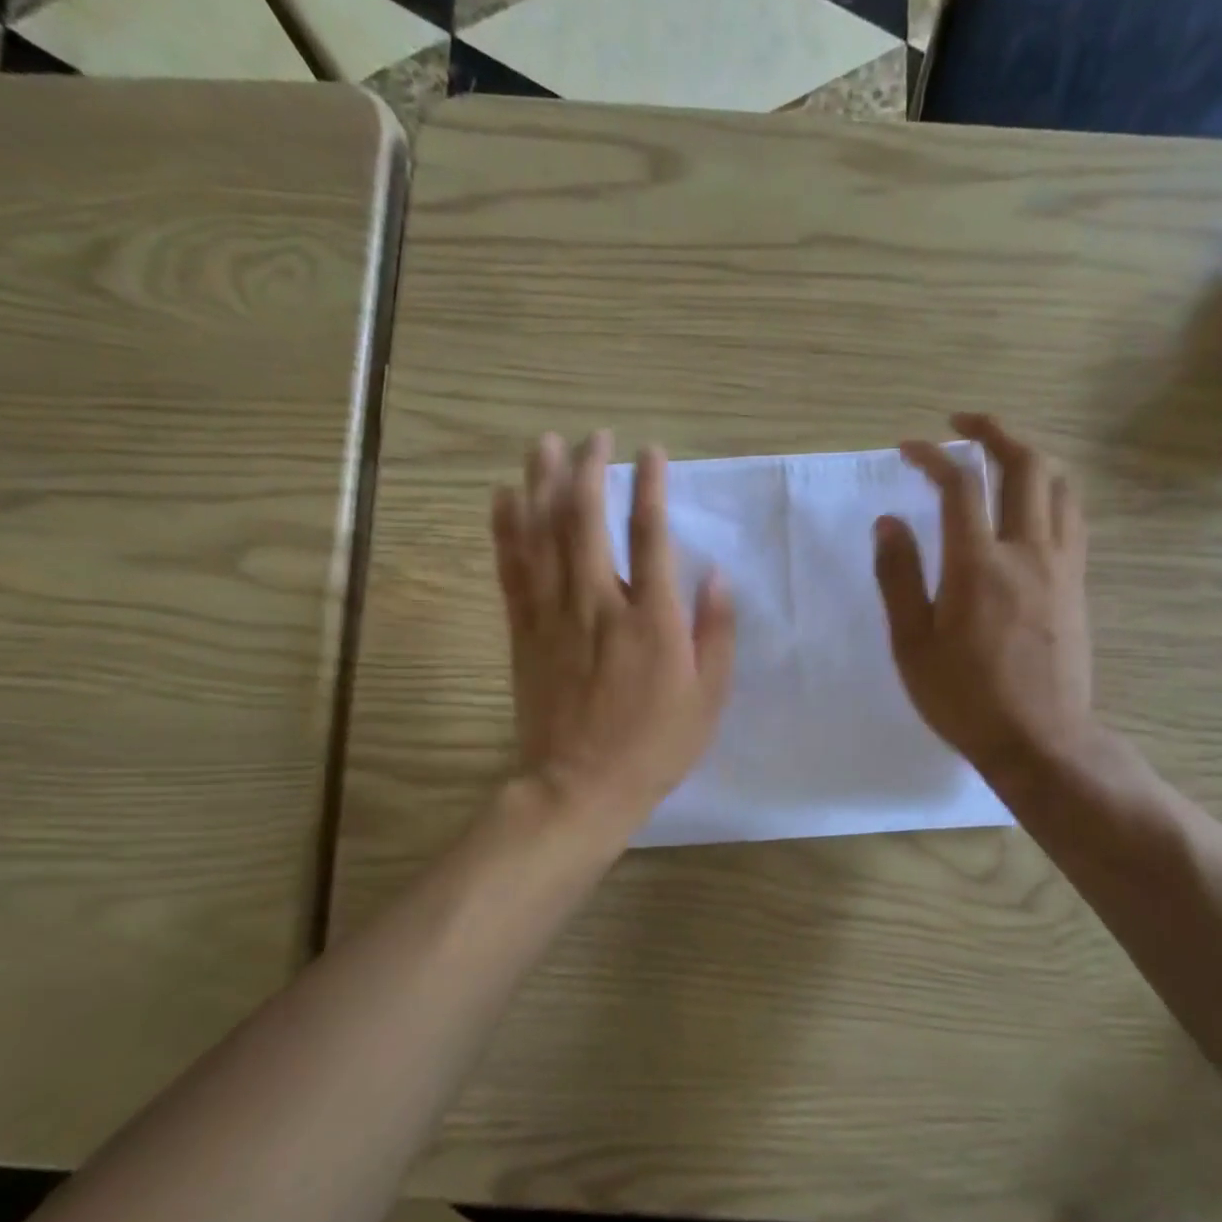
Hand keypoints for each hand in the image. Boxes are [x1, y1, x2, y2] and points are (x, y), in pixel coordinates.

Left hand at [492, 432, 735, 838]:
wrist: (580, 786)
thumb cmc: (655, 745)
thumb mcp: (708, 697)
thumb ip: (716, 633)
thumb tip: (717, 576)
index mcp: (651, 618)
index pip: (650, 534)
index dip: (650, 485)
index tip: (651, 452)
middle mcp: (599, 602)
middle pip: (587, 519)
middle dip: (590, 469)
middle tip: (594, 435)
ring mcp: (554, 614)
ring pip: (543, 534)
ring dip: (542, 484)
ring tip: (544, 445)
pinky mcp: (524, 630)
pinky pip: (511, 568)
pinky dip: (506, 528)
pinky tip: (503, 497)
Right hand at [873, 414, 1097, 779]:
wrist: (1041, 740)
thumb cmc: (964, 698)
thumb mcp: (911, 644)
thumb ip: (898, 577)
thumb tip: (889, 521)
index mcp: (978, 565)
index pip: (959, 484)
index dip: (932, 455)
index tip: (908, 448)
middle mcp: (1027, 551)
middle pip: (1025, 464)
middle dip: (994, 430)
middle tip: (963, 423)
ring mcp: (1061, 565)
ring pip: (1059, 485)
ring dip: (1029, 455)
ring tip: (1000, 453)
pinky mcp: (1077, 584)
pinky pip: (1071, 516)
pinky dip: (1049, 491)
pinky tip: (1030, 502)